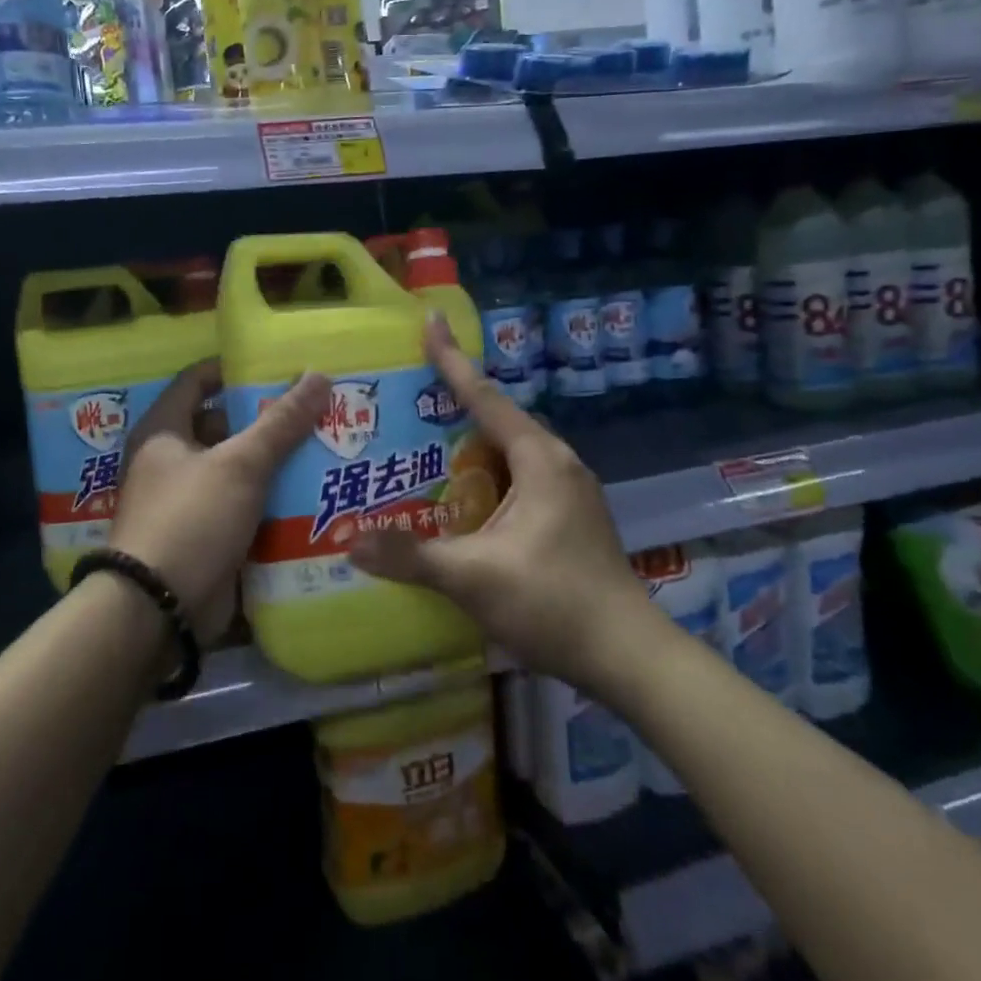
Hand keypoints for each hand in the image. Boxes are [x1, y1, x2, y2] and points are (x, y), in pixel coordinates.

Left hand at [111, 360, 329, 642]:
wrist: (158, 609)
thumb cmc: (191, 519)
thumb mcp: (240, 464)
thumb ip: (280, 422)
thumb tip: (319, 375)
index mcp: (164, 431)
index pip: (198, 380)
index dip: (235, 369)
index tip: (279, 366)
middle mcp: (170, 461)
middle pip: (223, 426)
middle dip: (266, 419)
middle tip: (315, 408)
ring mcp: (187, 501)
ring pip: (237, 469)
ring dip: (273, 462)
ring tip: (324, 445)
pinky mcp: (204, 535)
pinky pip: (242, 506)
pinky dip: (269, 499)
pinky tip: (310, 492)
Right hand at [349, 315, 656, 687]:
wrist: (630, 658)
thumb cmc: (555, 602)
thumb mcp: (475, 577)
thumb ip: (412, 556)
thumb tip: (350, 542)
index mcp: (540, 459)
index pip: (485, 396)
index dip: (452, 360)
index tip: (430, 322)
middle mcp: (558, 463)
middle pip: (498, 418)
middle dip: (454, 402)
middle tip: (409, 395)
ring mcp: (569, 491)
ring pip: (509, 450)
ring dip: (470, 442)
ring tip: (424, 442)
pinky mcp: (569, 517)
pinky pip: (518, 476)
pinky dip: (486, 472)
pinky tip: (460, 495)